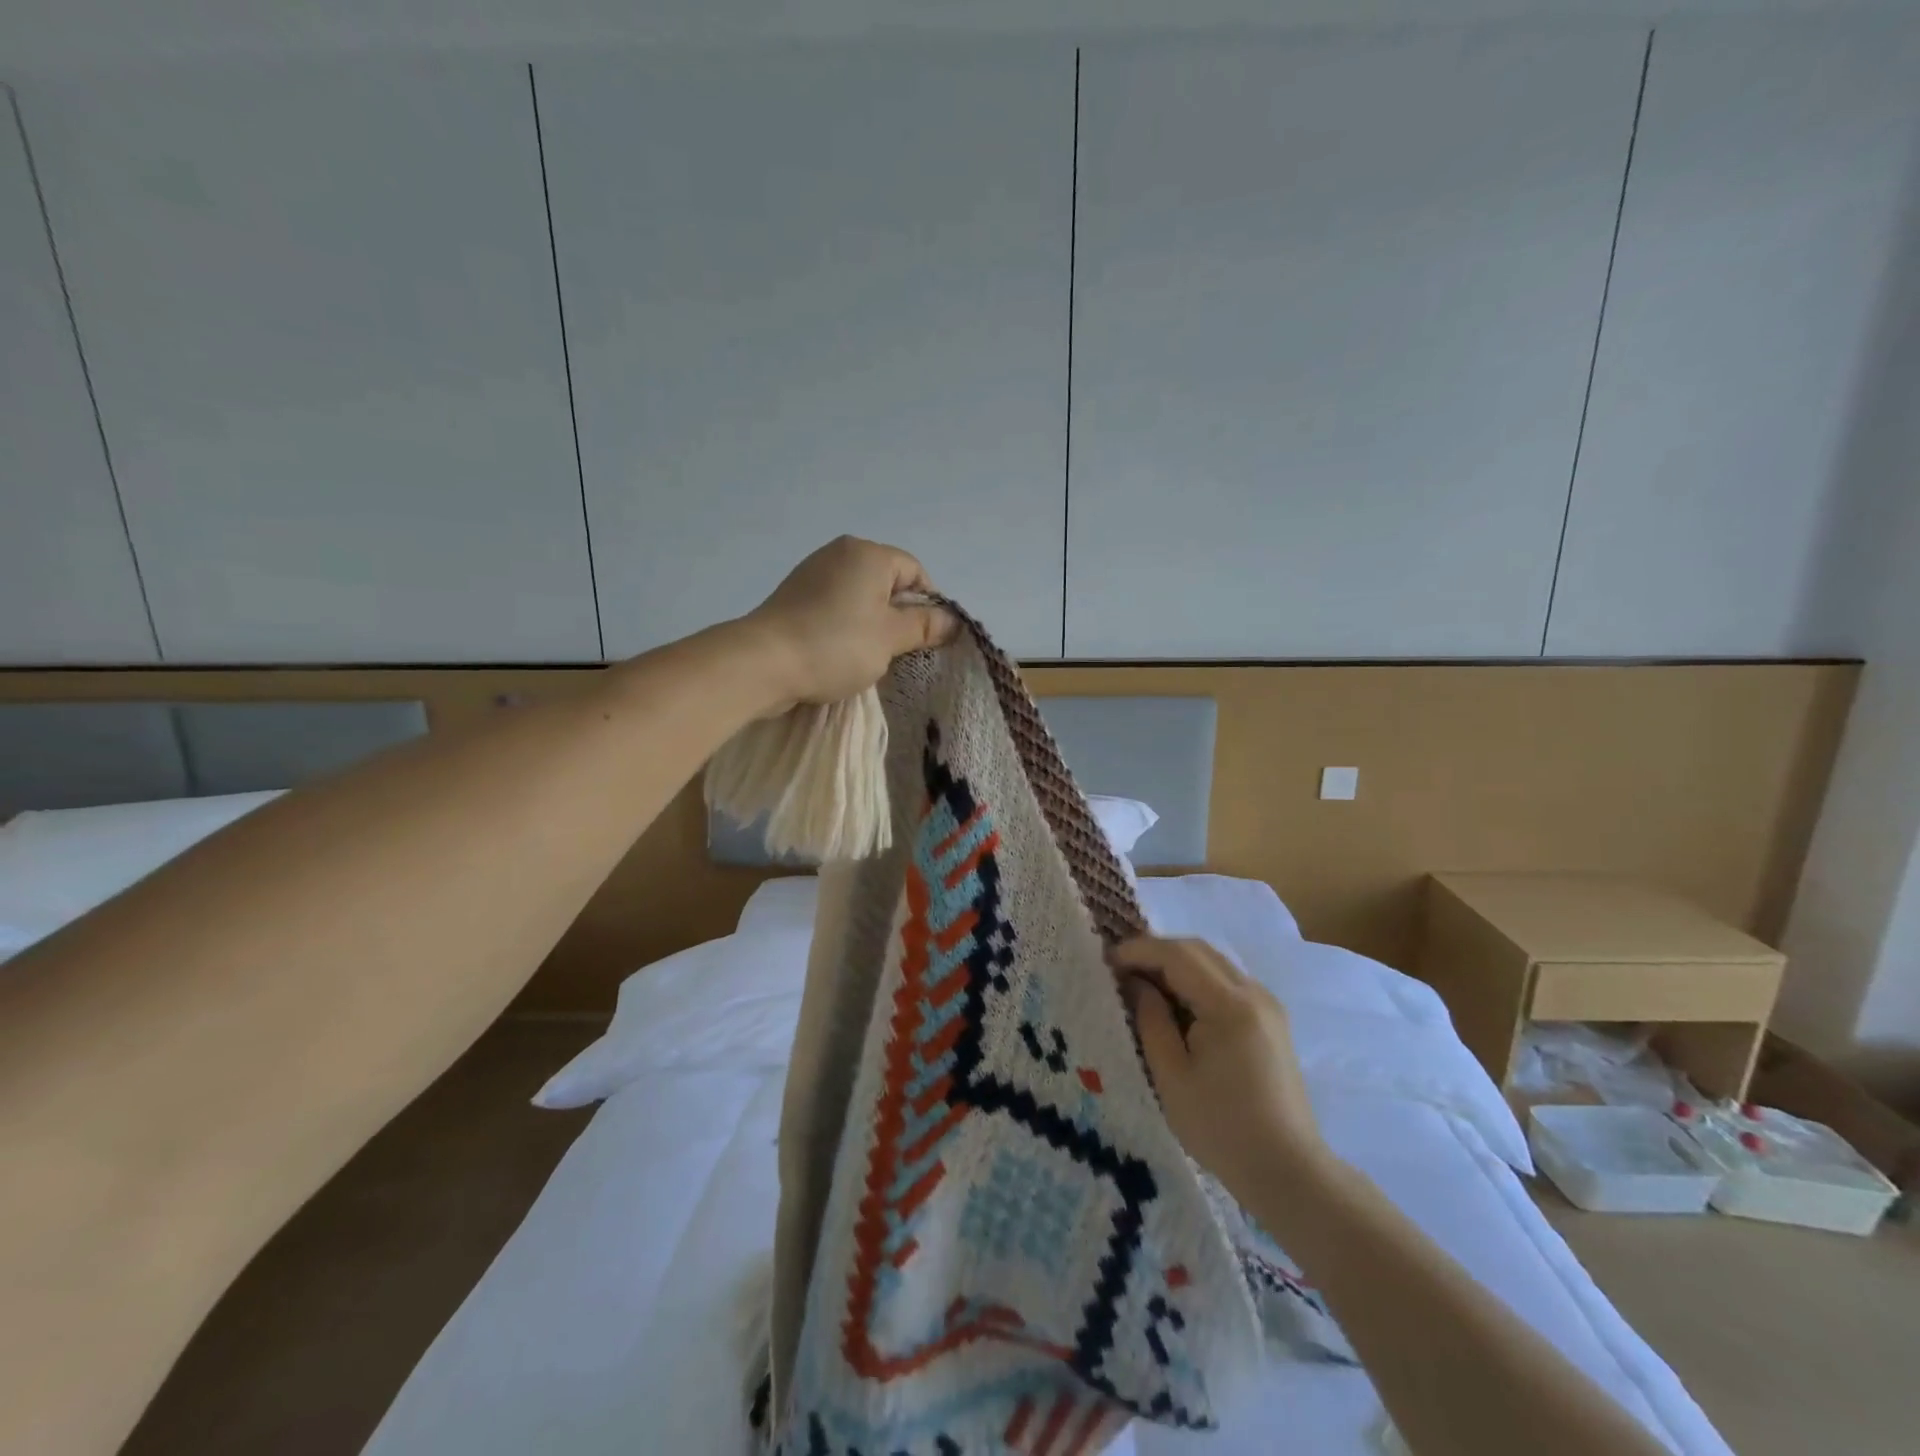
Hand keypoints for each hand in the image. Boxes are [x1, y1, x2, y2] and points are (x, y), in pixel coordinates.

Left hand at [741, 537, 956, 706]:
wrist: (763, 663)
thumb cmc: (836, 645)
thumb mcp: (890, 638)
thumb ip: (925, 626)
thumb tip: (954, 621)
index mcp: (868, 553)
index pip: (915, 572)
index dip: (928, 605)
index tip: (926, 640)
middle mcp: (840, 553)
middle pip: (887, 583)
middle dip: (898, 617)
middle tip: (899, 652)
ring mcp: (813, 573)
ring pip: (860, 598)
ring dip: (871, 626)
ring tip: (868, 657)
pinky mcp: (794, 597)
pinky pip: (834, 607)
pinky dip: (844, 627)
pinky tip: (840, 654)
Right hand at [1108, 937, 1329, 1200]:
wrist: (1289, 1172)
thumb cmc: (1222, 1129)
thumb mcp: (1171, 1076)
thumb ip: (1150, 1020)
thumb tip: (1135, 983)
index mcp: (1229, 1005)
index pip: (1177, 955)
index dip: (1138, 951)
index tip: (1106, 962)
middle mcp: (1253, 993)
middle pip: (1197, 950)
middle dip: (1156, 953)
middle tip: (1121, 971)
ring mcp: (1267, 1005)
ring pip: (1213, 963)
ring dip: (1176, 965)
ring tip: (1143, 985)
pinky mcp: (1271, 1020)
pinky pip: (1227, 982)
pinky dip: (1196, 980)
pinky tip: (1177, 1004)